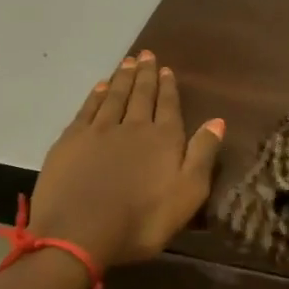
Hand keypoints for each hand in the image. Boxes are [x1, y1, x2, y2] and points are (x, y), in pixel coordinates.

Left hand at [27, 50, 224, 269]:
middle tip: (146, 55)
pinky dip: (96, 95)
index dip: (168, 88)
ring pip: (114, 96)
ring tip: (128, 61)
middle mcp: (133, 126)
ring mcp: (99, 131)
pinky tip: (100, 87)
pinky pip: (88, 109)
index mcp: (164, 139)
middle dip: (146, 75)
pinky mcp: (71, 140)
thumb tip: (217, 121)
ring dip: (122, 78)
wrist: (79, 233)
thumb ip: (202, 155)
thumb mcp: (187, 194)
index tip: (167, 69)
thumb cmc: (142, 220)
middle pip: (141, 95)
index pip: (168, 106)